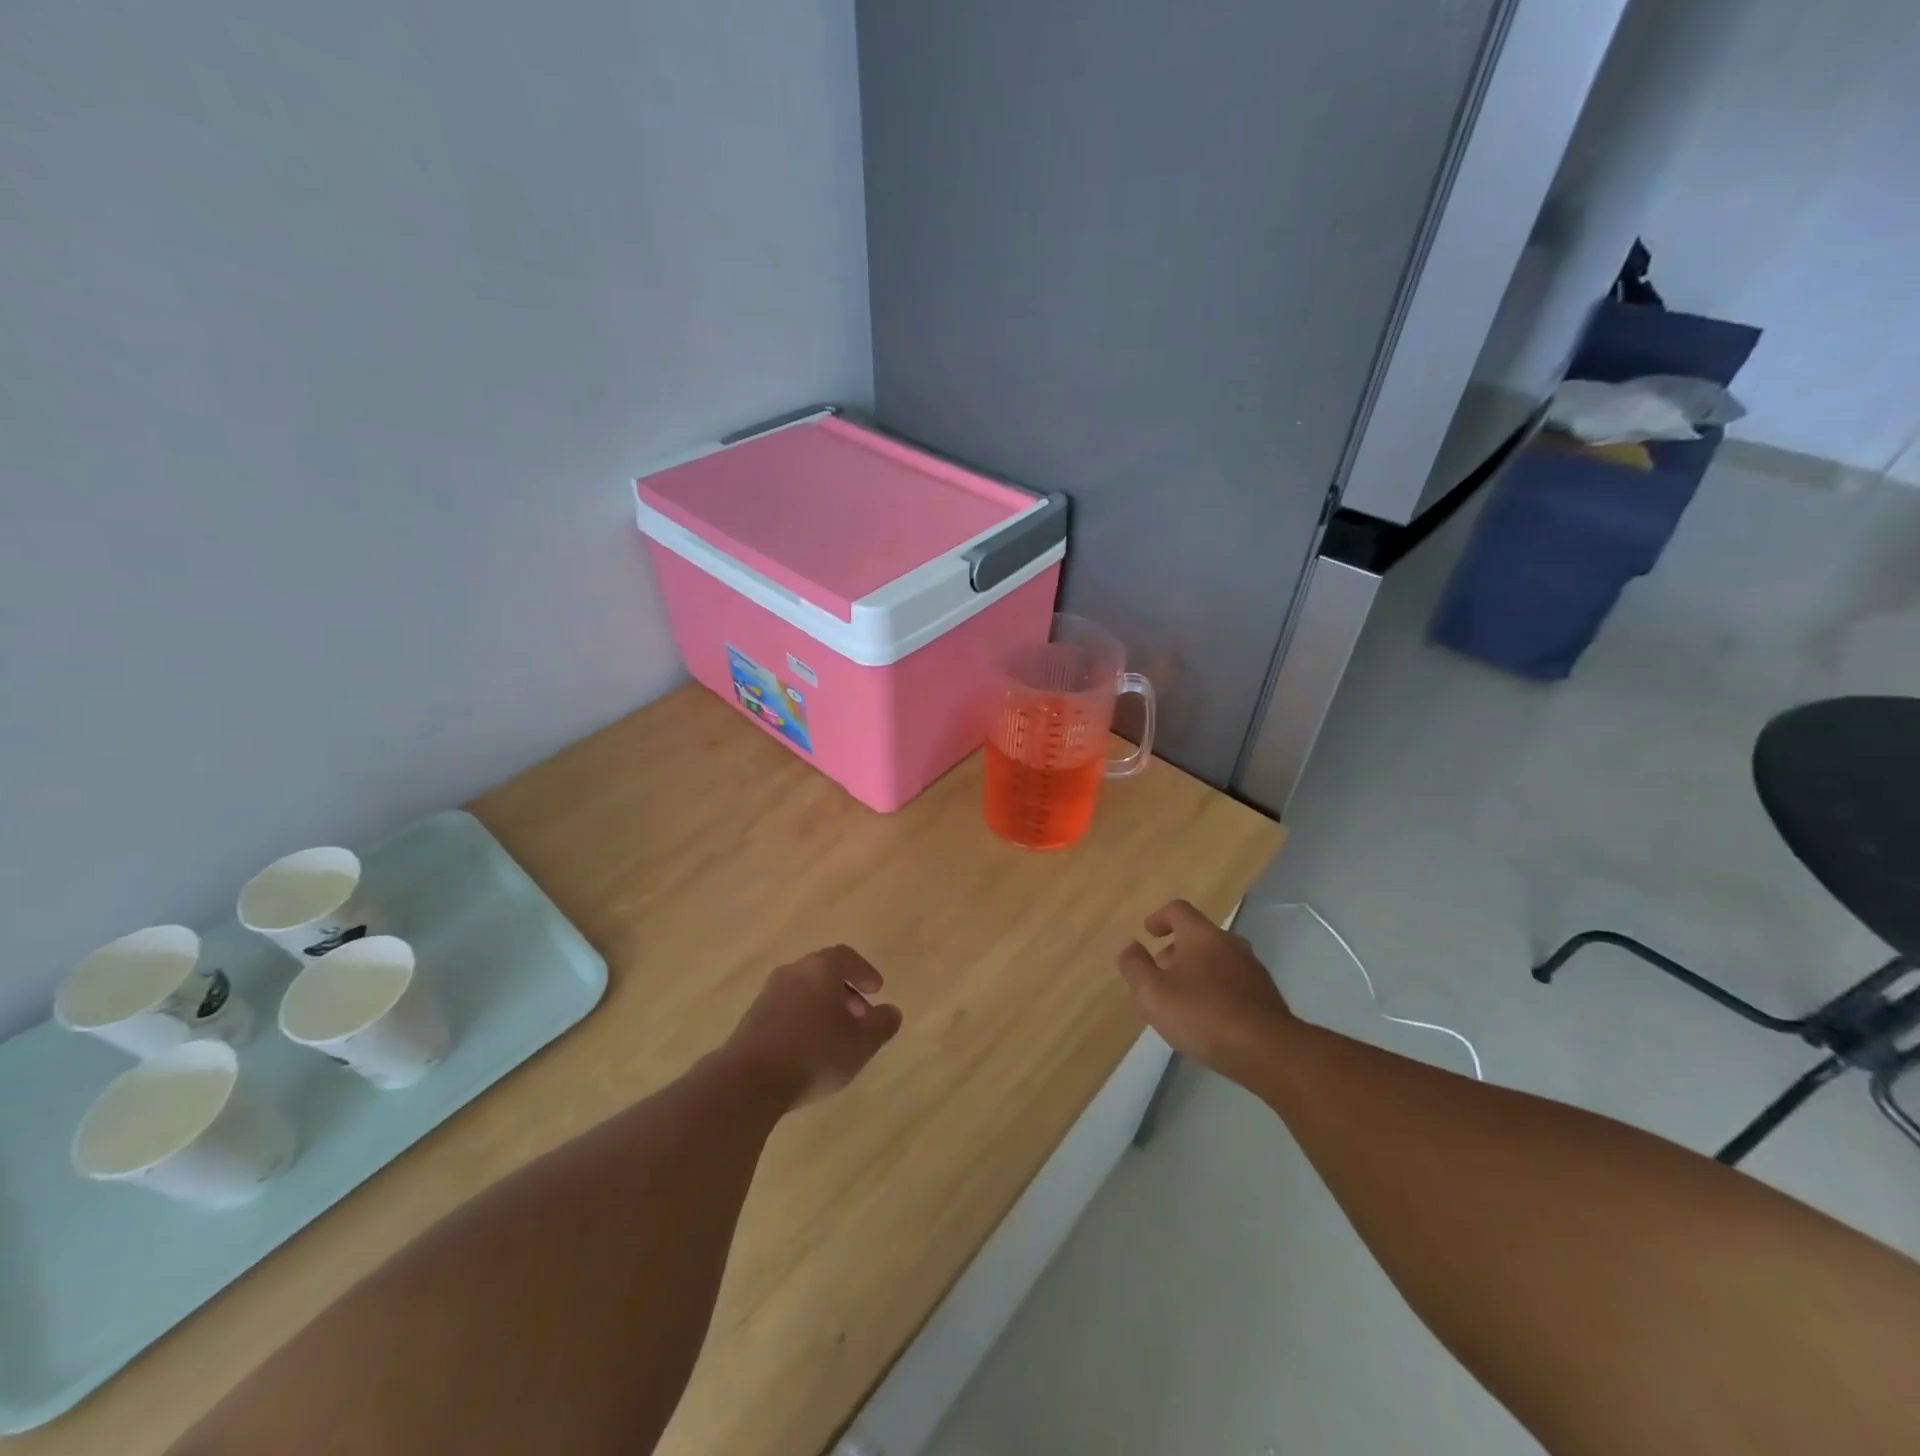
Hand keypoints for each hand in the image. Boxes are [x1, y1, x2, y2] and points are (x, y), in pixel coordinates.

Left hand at [723, 946, 903, 1108]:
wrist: (749, 1080)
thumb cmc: (814, 1054)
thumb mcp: (861, 1044)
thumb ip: (882, 1025)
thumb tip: (892, 1012)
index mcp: (821, 968)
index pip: (847, 957)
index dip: (865, 972)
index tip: (877, 990)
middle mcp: (793, 971)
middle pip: (824, 972)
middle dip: (846, 992)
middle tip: (861, 1017)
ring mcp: (769, 993)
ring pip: (805, 991)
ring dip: (824, 1007)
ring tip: (837, 1036)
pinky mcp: (752, 1017)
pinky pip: (787, 1008)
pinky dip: (804, 1018)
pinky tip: (810, 1047)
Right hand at [1116, 899, 1294, 1084]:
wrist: (1268, 1051)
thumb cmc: (1202, 1014)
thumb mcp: (1153, 993)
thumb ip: (1135, 967)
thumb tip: (1128, 946)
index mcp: (1202, 935)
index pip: (1179, 910)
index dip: (1160, 917)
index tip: (1148, 933)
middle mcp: (1230, 944)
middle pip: (1199, 935)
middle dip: (1177, 949)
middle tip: (1160, 972)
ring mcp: (1253, 970)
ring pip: (1218, 960)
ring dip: (1197, 971)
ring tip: (1182, 999)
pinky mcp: (1266, 997)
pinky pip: (1234, 983)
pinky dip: (1216, 990)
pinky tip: (1208, 1018)